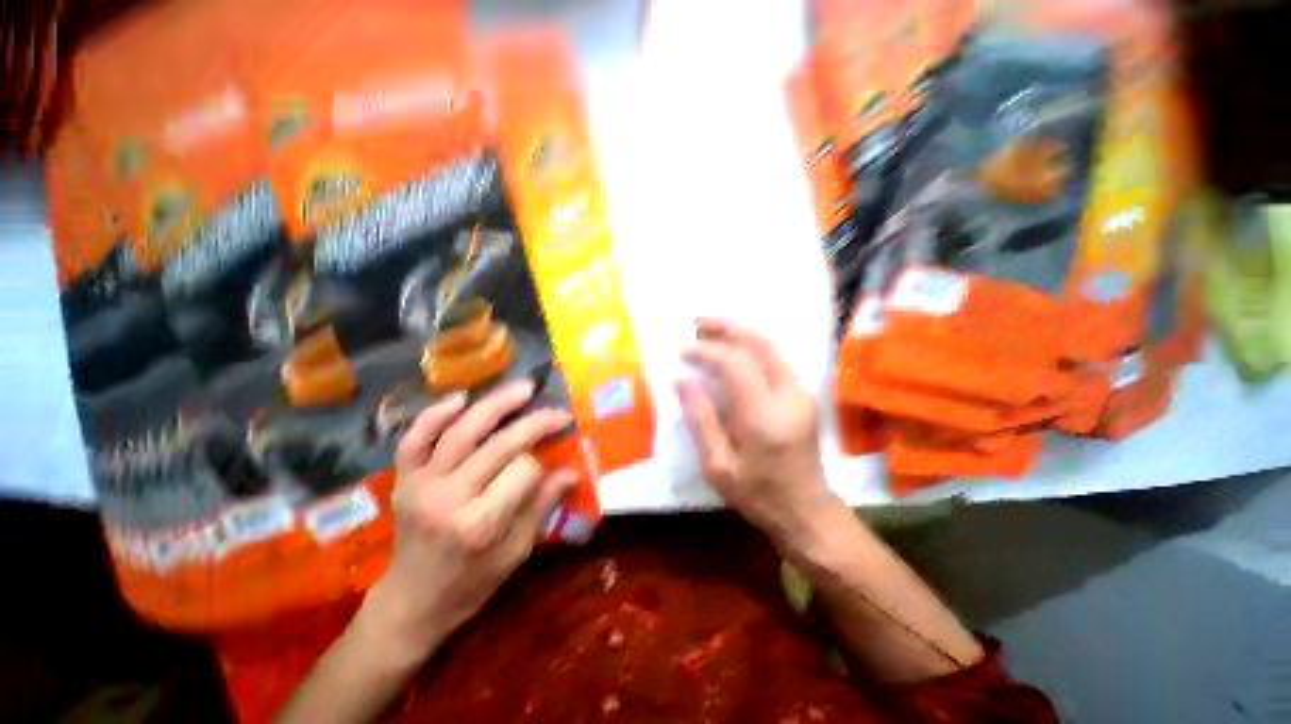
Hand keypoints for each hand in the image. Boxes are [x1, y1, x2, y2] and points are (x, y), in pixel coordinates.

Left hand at [365, 381, 577, 655]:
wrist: (413, 601)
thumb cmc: (472, 582)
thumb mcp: (517, 551)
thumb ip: (542, 505)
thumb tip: (571, 471)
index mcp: (480, 523)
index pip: (523, 471)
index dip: (541, 464)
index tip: (550, 466)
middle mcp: (448, 498)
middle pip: (499, 445)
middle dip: (535, 423)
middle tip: (558, 411)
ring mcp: (421, 485)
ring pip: (461, 432)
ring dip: (496, 404)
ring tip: (524, 388)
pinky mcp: (404, 479)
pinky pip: (415, 438)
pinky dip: (436, 414)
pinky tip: (461, 398)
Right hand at [678, 318, 841, 547]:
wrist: (807, 511)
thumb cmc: (758, 495)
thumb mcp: (718, 466)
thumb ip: (700, 418)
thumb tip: (681, 379)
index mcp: (764, 417)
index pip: (735, 364)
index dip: (707, 352)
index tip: (683, 352)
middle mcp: (788, 396)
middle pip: (758, 344)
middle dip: (725, 326)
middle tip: (695, 321)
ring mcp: (801, 393)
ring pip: (770, 346)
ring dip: (738, 332)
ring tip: (708, 329)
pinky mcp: (803, 394)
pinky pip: (774, 358)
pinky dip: (749, 346)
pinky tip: (730, 348)